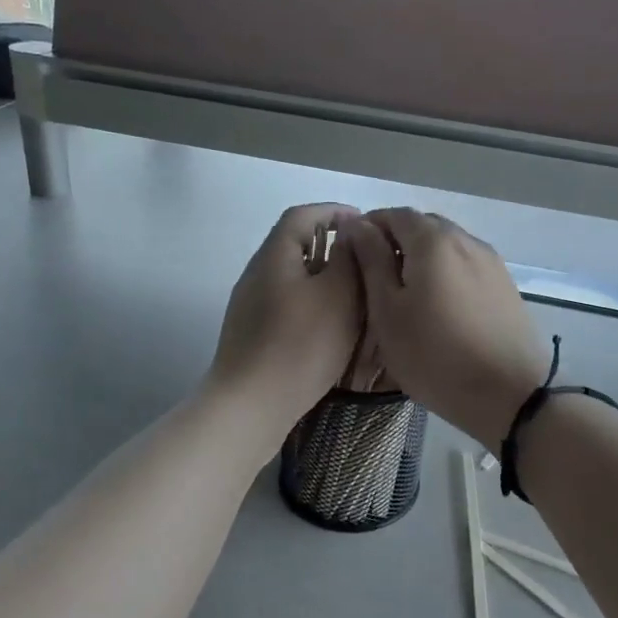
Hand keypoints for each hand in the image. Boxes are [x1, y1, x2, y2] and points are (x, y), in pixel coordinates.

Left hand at [207, 203, 364, 438]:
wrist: (251, 405)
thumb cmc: (300, 344)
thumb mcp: (338, 294)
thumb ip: (348, 258)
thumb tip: (350, 232)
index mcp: (275, 255)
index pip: (303, 215)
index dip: (334, 212)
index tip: (365, 225)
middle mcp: (257, 273)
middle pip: (295, 245)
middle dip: (332, 246)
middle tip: (366, 261)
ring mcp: (251, 305)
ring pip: (293, 277)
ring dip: (324, 277)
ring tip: (357, 294)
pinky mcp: (252, 333)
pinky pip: (288, 304)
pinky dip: (313, 303)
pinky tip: (332, 326)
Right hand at [342, 208, 548, 448]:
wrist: (509, 395)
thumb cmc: (434, 355)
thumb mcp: (388, 311)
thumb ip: (372, 261)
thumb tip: (357, 225)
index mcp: (433, 240)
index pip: (394, 214)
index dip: (368, 228)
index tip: (351, 255)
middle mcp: (466, 240)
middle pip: (423, 227)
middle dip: (395, 242)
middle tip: (375, 279)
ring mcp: (490, 262)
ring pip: (446, 247)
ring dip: (421, 259)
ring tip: (405, 295)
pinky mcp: (504, 285)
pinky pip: (465, 265)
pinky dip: (445, 273)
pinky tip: (438, 306)